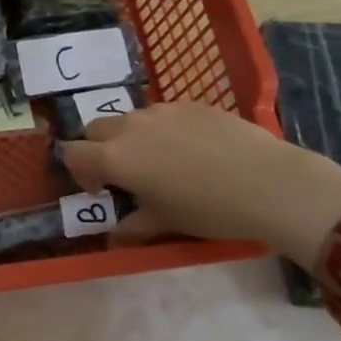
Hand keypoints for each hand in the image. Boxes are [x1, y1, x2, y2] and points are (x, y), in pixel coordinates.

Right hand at [60, 102, 340, 268]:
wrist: (268, 183)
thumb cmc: (207, 210)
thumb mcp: (165, 223)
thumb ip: (132, 226)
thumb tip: (114, 236)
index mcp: (115, 157)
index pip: (72, 154)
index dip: (80, 172)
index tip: (102, 190)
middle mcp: (130, 127)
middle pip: (95, 128)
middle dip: (100, 148)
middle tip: (124, 173)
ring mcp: (161, 110)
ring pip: (130, 118)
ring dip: (131, 137)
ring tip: (160, 160)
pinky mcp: (190, 104)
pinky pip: (162, 113)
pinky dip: (163, 129)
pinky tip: (193, 149)